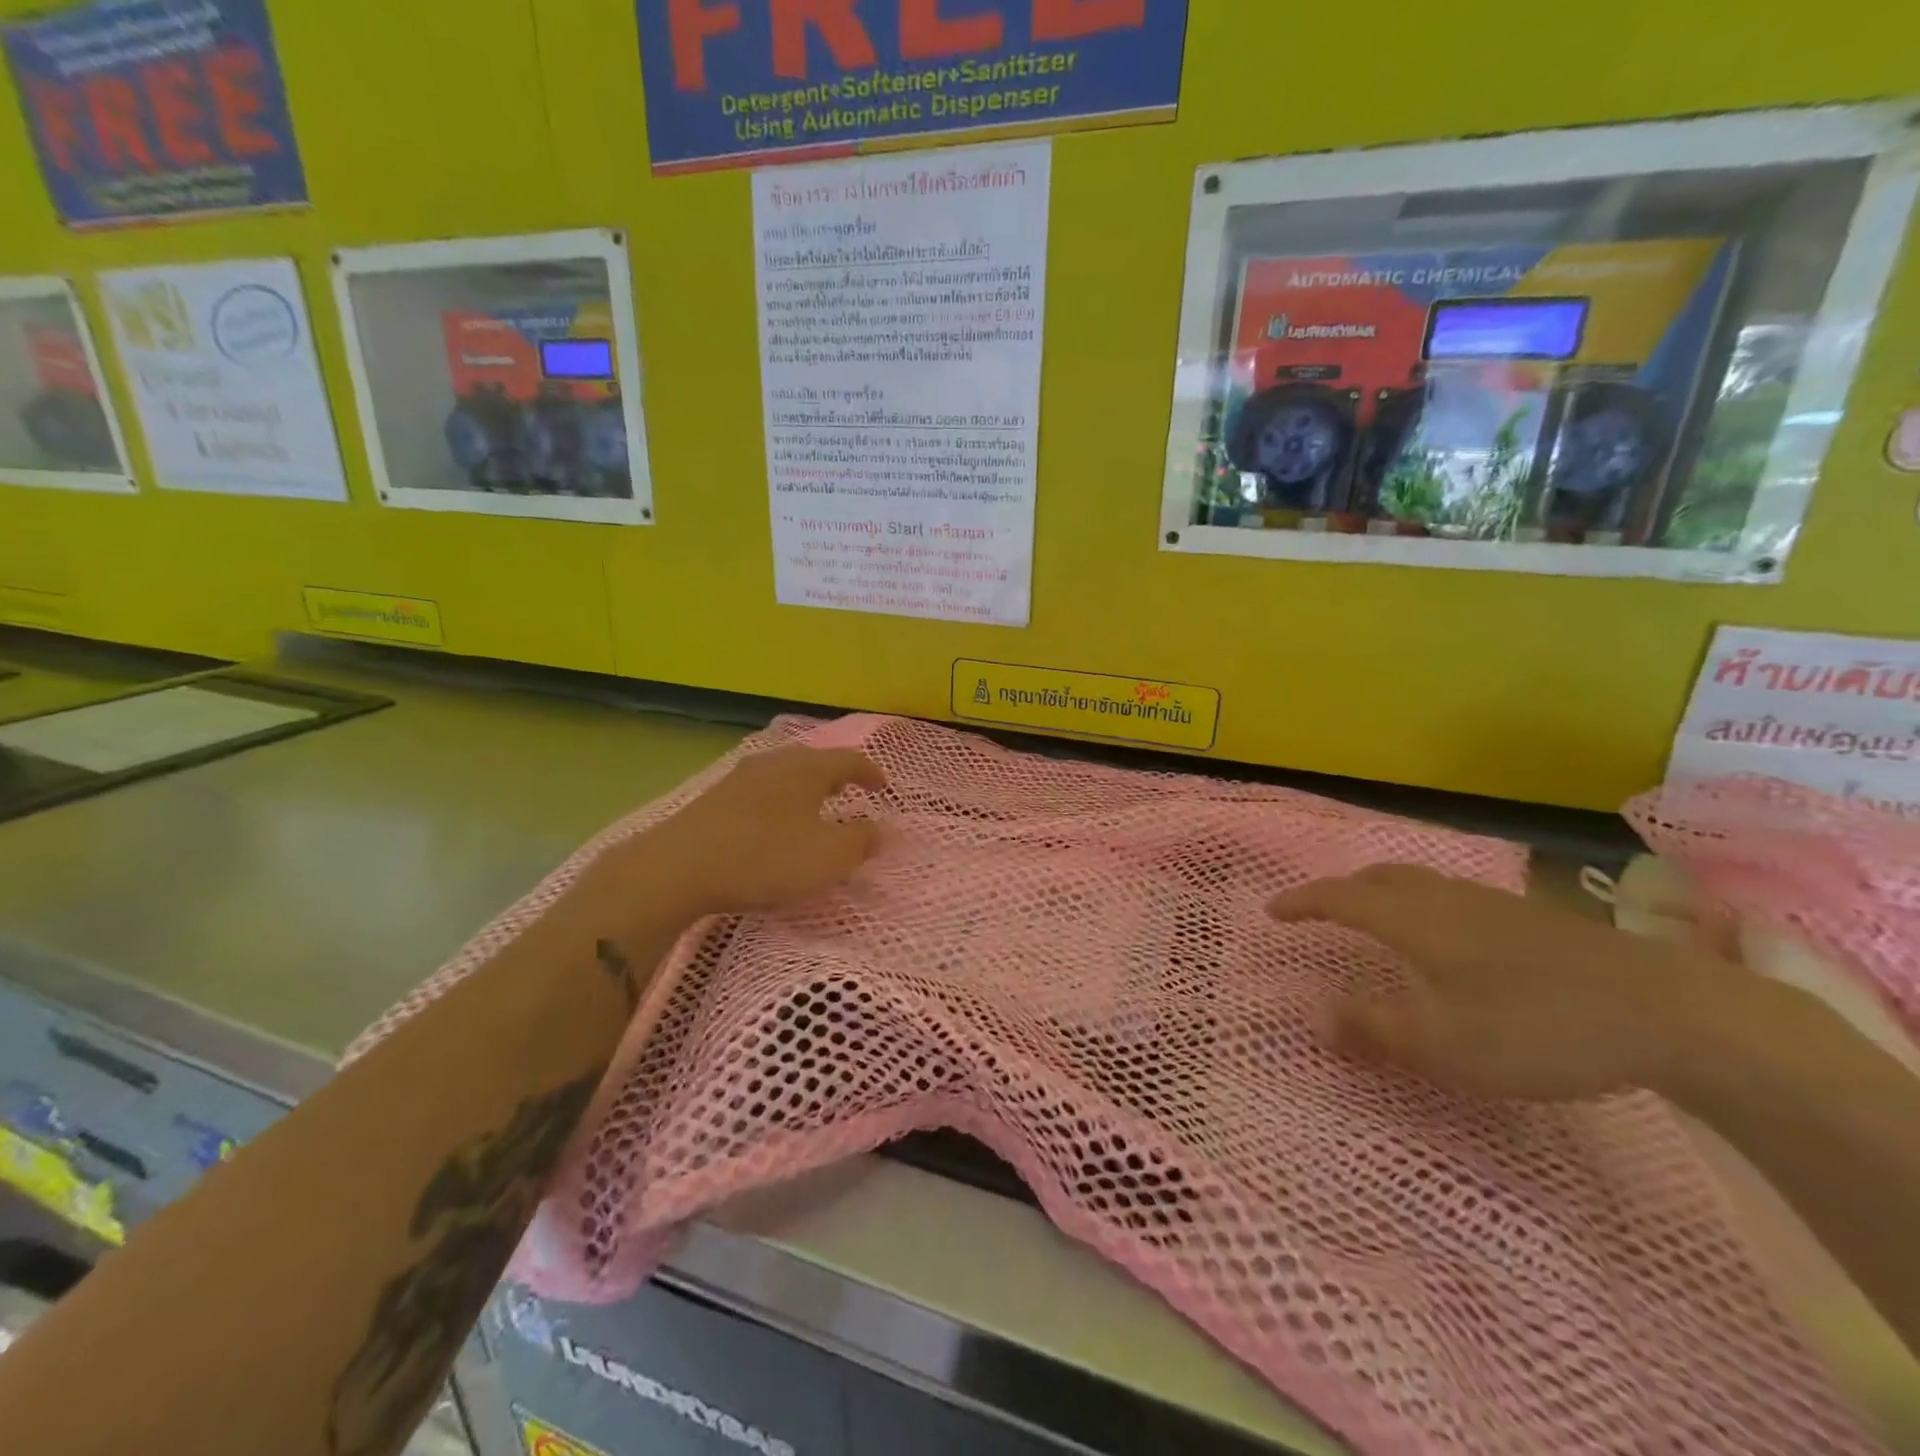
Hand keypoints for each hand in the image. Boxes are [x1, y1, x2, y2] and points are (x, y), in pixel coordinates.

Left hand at [645, 744, 887, 915]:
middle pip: (813, 760)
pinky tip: (773, 821)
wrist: (679, 867)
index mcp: (807, 768)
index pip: (849, 760)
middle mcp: (774, 762)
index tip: (883, 787)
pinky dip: (778, 800)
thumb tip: (881, 829)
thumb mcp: (829, 857)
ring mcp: (740, 777)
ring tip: (813, 806)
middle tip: (849, 791)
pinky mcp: (715, 798)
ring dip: (804, 787)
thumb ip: (861, 841)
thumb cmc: (766, 858)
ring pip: (783, 773)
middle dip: (835, 774)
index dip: (870, 773)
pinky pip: (760, 790)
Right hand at [1269, 864, 1731, 1100]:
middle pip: (1378, 878)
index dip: (1302, 902)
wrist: (1671, 1012)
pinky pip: (1451, 896)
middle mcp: (1445, 899)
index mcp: (1414, 920)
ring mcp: (1492, 903)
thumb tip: (1315, 1018)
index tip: (1272, 910)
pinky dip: (1422, 904)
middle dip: (1340, 890)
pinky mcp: (1531, 918)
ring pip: (1418, 883)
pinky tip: (1447, 938)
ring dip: (1381, 893)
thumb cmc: (1538, 1027)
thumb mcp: (1444, 1044)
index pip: (1340, 898)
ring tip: (1374, 919)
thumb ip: (1374, 1029)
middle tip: (1319, 911)